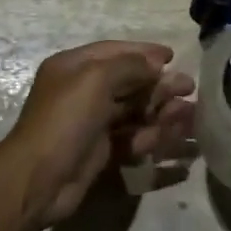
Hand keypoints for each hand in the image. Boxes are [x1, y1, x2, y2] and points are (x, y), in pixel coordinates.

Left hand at [1, 41, 195, 230]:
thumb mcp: (95, 79)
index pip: (113, 51)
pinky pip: (131, 137)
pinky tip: (174, 135)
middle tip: (189, 88)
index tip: (172, 56)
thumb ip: (129, 66)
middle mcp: (82, 91)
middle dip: (159, 84)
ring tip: (190, 113)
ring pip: (133, 111)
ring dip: (161, 110)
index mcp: (73, 67)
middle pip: (128, 82)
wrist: (39, 179)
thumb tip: (155, 65)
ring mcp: (91, 122)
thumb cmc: (65, 119)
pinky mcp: (100, 150)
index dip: (144, 52)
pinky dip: (152, 134)